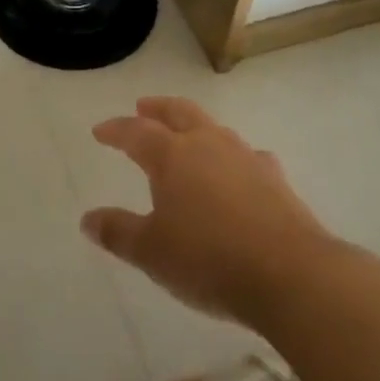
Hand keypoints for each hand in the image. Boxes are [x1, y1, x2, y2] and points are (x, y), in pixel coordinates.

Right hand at [82, 98, 346, 327]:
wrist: (291, 274)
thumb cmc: (209, 259)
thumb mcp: (152, 252)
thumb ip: (119, 232)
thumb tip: (88, 219)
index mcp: (172, 155)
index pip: (136, 131)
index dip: (116, 129)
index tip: (100, 130)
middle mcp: (207, 144)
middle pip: (179, 112)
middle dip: (158, 108)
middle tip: (143, 106)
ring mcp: (245, 158)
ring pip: (214, 128)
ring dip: (196, 126)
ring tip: (188, 135)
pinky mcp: (275, 179)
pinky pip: (249, 157)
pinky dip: (236, 158)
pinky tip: (240, 170)